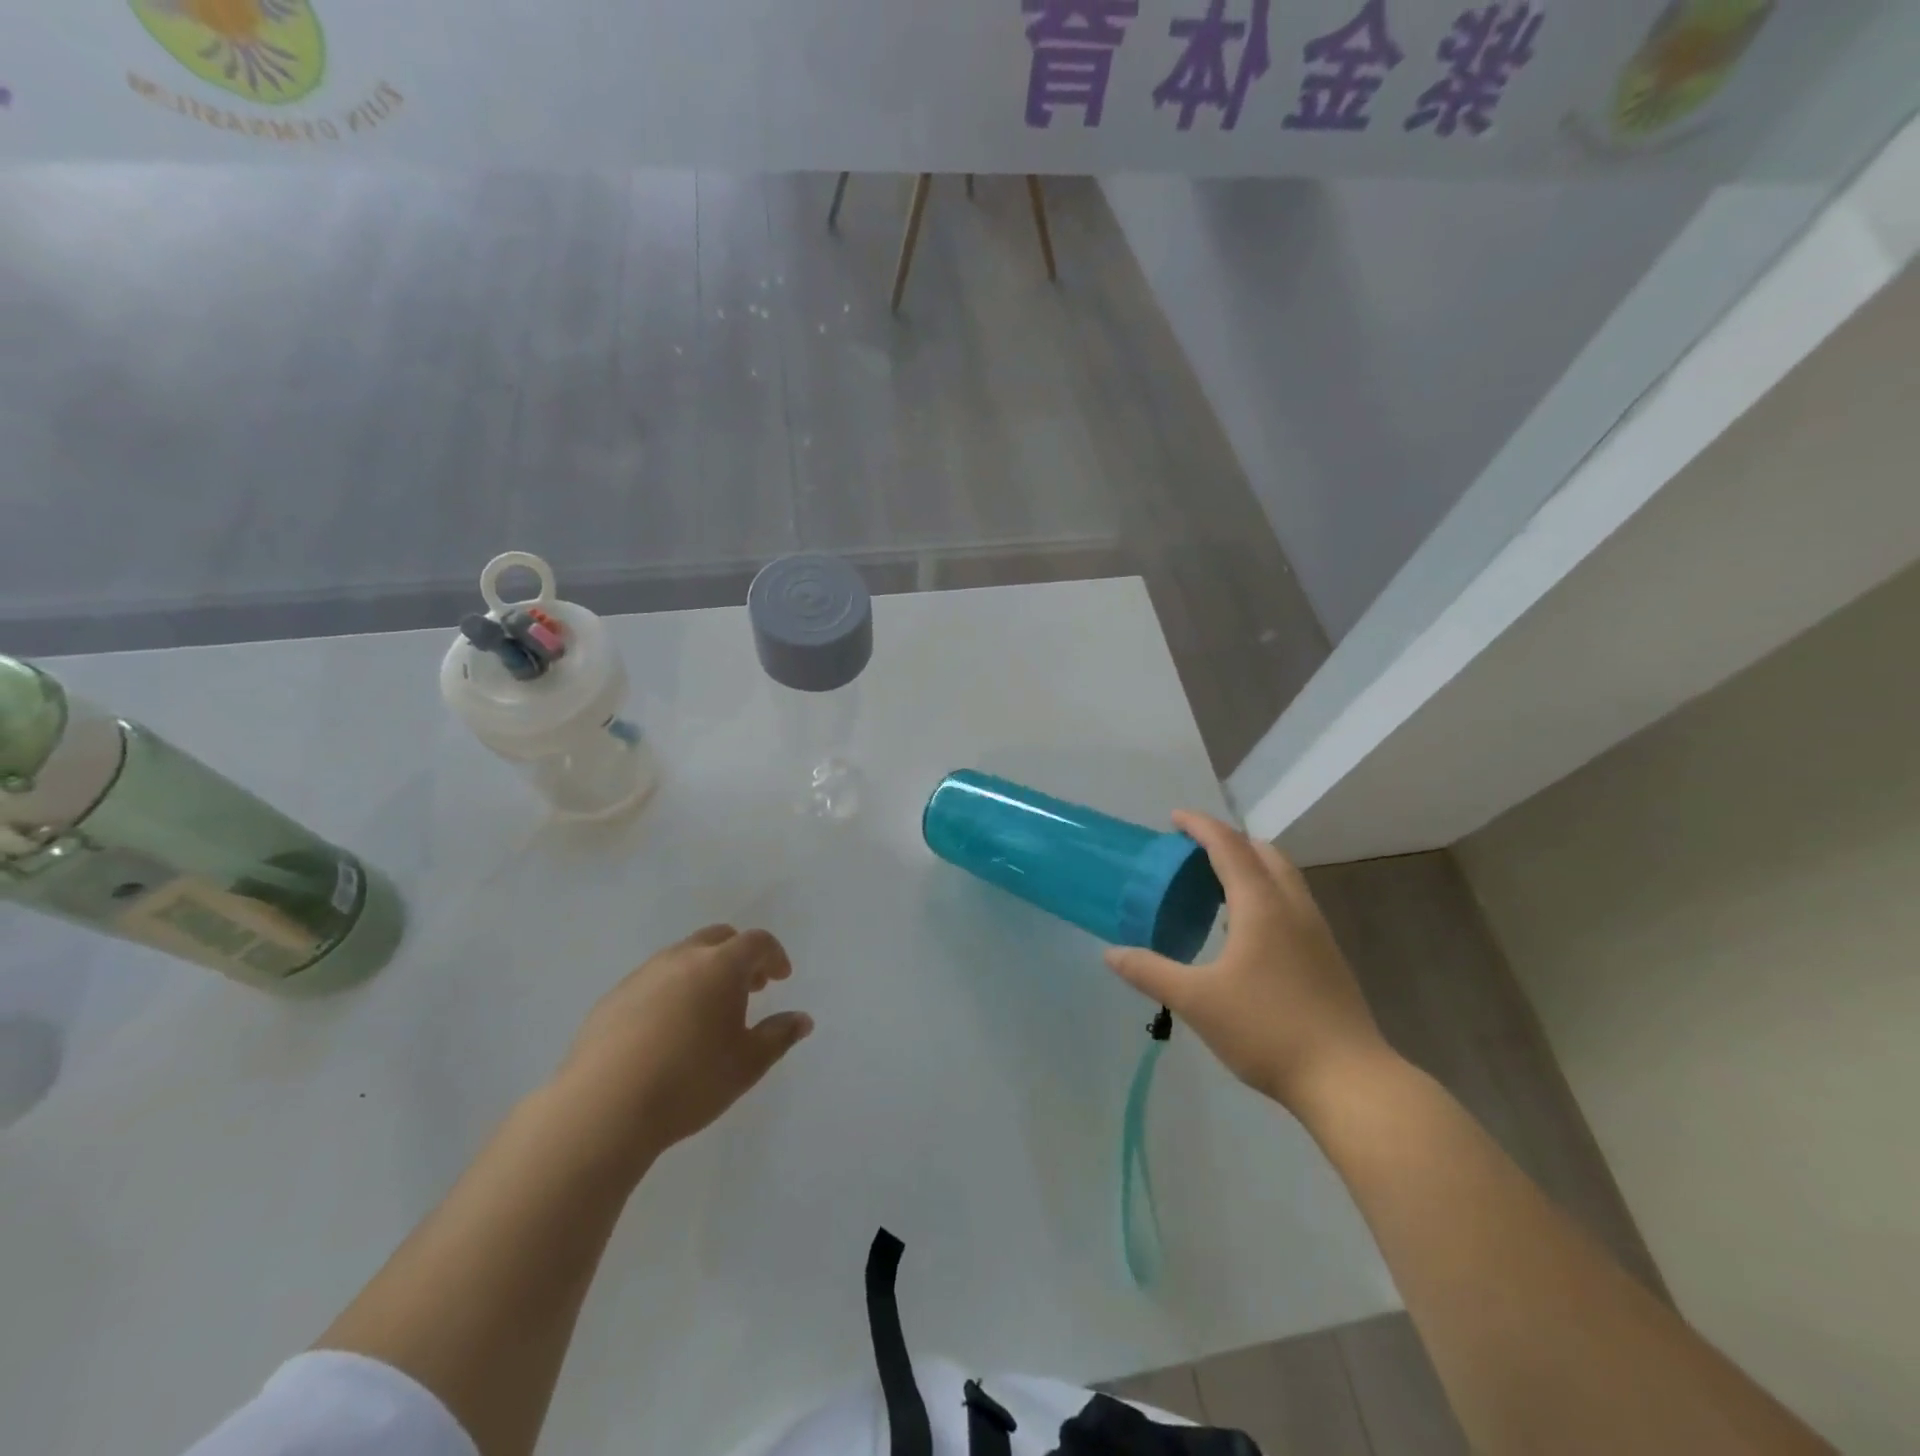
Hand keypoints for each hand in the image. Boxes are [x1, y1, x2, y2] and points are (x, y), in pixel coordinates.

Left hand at [555, 925, 813, 1166]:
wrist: (603, 1108)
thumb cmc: (690, 1081)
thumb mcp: (748, 1064)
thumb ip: (779, 1035)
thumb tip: (802, 1019)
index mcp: (721, 966)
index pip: (757, 941)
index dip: (774, 955)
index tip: (781, 978)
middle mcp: (682, 958)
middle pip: (719, 938)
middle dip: (740, 956)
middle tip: (751, 987)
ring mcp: (643, 975)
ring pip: (683, 956)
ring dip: (704, 971)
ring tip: (709, 1010)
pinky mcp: (613, 998)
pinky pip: (653, 980)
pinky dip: (672, 990)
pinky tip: (668, 1030)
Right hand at [1103, 812, 1392, 1113]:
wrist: (1349, 1080)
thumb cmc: (1268, 1030)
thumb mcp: (1196, 1001)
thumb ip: (1150, 972)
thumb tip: (1111, 953)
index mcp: (1262, 906)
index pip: (1229, 847)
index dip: (1200, 826)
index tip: (1174, 818)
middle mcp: (1293, 907)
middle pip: (1263, 852)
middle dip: (1228, 841)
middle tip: (1193, 850)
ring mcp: (1316, 931)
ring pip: (1284, 877)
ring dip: (1250, 865)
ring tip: (1215, 882)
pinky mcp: (1326, 956)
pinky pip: (1291, 902)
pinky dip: (1265, 891)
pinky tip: (1245, 927)